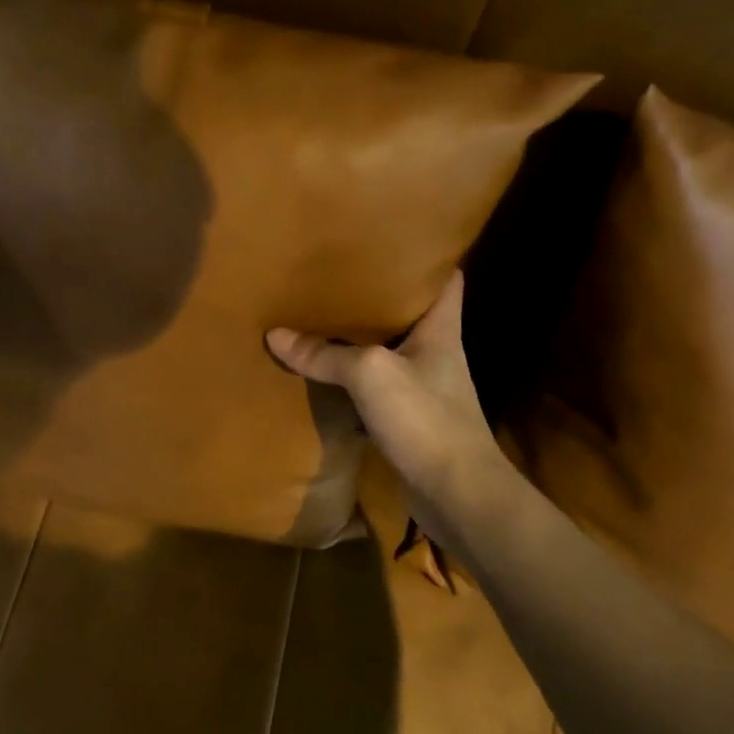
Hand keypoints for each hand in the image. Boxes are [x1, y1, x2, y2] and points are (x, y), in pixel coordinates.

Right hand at [266, 272, 506, 535]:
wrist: (457, 494)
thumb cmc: (425, 419)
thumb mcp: (371, 375)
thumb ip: (325, 354)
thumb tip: (276, 335)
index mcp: (441, 329)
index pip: (445, 279)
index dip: (426, 256)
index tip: (393, 239)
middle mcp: (435, 352)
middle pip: (409, 313)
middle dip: (378, 295)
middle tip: (338, 273)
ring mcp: (423, 388)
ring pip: (388, 351)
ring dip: (360, 339)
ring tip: (323, 314)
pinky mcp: (408, 419)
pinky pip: (375, 388)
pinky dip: (352, 379)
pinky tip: (324, 371)